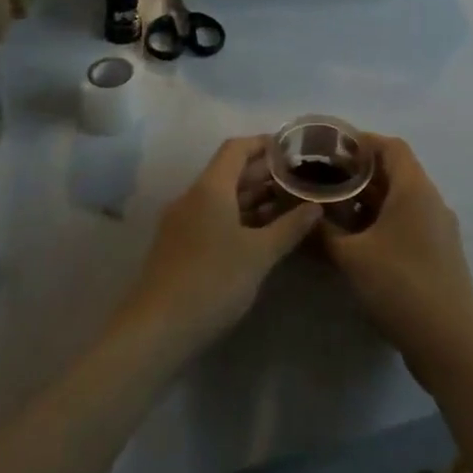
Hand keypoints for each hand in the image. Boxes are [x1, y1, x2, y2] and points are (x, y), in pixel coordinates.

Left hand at [119, 137, 321, 354]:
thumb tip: (315, 207)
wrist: (157, 328)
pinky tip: (259, 234)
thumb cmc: (213, 281)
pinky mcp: (178, 243)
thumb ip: (289, 227)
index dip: (264, 144)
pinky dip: (237, 216)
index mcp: (210, 187)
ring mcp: (182, 220)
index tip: (292, 150)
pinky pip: (212, 216)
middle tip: (298, 180)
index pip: (237, 148)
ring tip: (287, 205)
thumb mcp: (259, 255)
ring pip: (221, 196)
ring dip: (252, 197)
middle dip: (264, 173)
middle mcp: (193, 196)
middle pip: (229, 171)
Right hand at [318, 137, 472, 388]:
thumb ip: (323, 231)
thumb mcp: (351, 256)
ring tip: (333, 211)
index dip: (361, 142)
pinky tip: (356, 242)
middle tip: (324, 180)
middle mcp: (431, 202)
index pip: (390, 146)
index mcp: (414, 189)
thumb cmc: (400, 285)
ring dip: (368, 202)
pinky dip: (381, 224)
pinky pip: (407, 224)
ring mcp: (438, 230)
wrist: (450, 343)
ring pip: (400, 201)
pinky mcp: (438, 255)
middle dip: (359, 175)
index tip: (331, 149)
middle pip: (395, 173)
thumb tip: (302, 215)